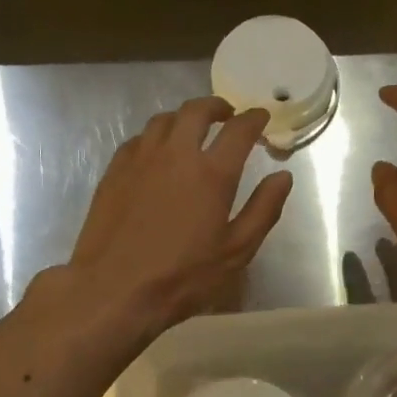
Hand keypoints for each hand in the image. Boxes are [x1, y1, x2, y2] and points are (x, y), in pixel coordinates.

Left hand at [57, 98, 292, 335]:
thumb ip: (263, 209)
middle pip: (197, 111)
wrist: (114, 289)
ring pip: (164, 120)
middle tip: (227, 115)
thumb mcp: (236, 251)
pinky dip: (156, 137)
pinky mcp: (114, 171)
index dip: (254, 118)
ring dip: (184, 118)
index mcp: (212, 173)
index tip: (262, 117)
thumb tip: (283, 176)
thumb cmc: (183, 276)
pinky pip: (138, 139)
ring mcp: (140, 159)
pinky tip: (157, 153)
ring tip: (192, 129)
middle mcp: (176, 154)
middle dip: (216, 107)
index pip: (239, 129)